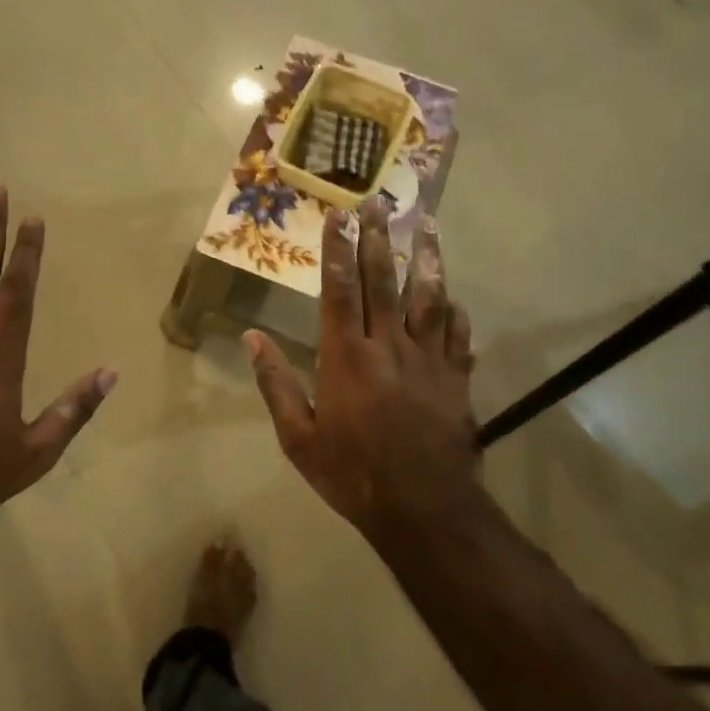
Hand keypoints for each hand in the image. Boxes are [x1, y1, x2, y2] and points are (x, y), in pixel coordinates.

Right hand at [246, 203, 477, 539]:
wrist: (423, 509)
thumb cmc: (352, 473)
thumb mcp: (298, 437)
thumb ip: (276, 383)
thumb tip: (252, 338)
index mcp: (346, 355)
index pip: (340, 288)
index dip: (339, 248)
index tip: (340, 214)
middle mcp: (388, 345)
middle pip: (384, 280)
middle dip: (379, 237)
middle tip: (379, 201)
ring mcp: (428, 359)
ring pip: (428, 297)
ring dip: (426, 259)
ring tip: (427, 225)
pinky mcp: (455, 378)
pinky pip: (458, 336)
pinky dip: (455, 312)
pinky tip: (454, 297)